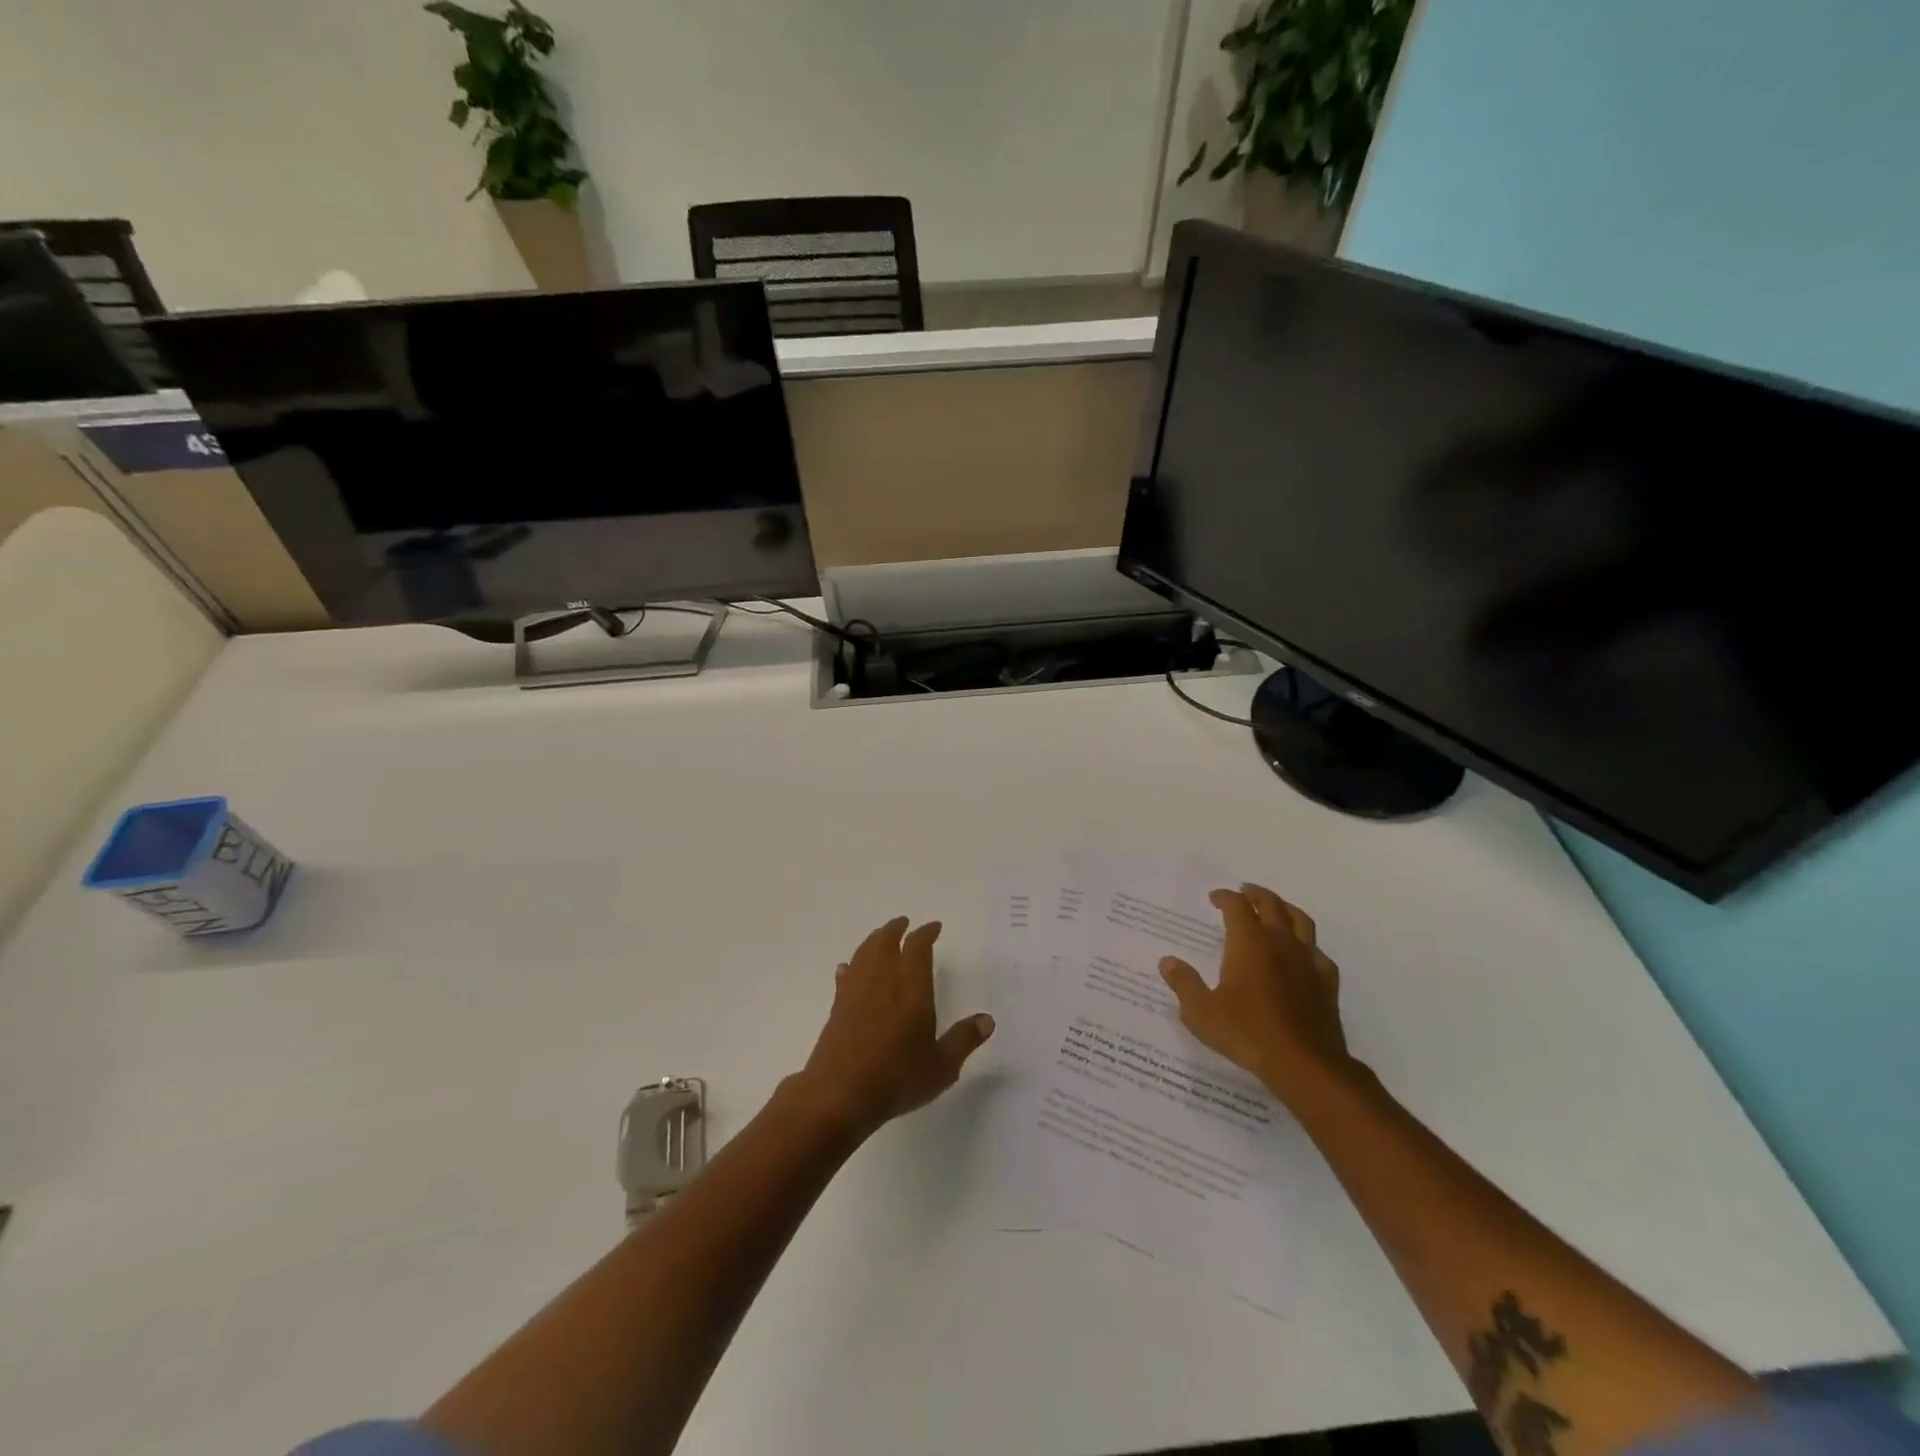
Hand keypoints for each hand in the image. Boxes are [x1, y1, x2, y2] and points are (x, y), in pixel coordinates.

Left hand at [793, 917, 994, 1139]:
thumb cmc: (896, 1078)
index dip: (926, 933)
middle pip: (885, 942)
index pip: (917, 948)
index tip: (934, 926)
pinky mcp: (837, 1008)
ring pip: (863, 954)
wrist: (839, 1095)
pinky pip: (845, 976)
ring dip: (874, 940)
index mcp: (911, 989)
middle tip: (904, 923)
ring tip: (881, 937)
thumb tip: (987, 1019)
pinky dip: (851, 966)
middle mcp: (882, 982)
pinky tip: (848, 968)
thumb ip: (964, 1040)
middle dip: (896, 929)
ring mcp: (856, 993)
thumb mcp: (941, 1066)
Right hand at [1158, 883, 1353, 1103]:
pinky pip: (1318, 953)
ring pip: (1300, 921)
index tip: (1215, 897)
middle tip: (1245, 892)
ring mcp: (1307, 961)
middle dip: (1256, 895)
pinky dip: (1307, 945)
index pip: (1237, 906)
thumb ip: (1184, 983)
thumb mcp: (1202, 1012)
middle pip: (1271, 905)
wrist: (1304, 1064)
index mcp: (1249, 943)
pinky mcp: (1326, 983)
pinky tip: (1303, 954)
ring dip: (1285, 909)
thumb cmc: (1247, 1033)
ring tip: (1276, 909)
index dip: (1225, 897)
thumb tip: (1167, 962)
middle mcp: (1280, 942)